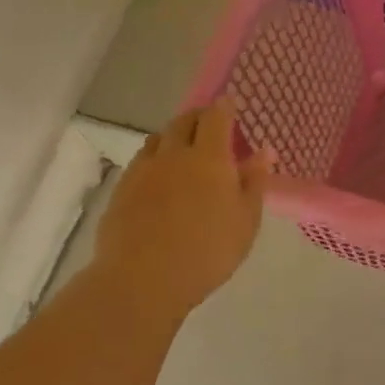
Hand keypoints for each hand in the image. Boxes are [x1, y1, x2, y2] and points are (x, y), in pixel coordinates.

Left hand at [93, 98, 269, 317]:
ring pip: (158, 139)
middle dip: (198, 117)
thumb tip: (263, 151)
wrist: (143, 279)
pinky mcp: (121, 190)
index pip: (216, 117)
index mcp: (209, 157)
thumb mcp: (245, 221)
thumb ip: (254, 182)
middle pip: (183, 121)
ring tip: (183, 149)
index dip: (224, 107)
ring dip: (173, 136)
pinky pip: (140, 162)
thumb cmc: (207, 251)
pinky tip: (159, 179)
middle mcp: (173, 154)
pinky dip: (154, 159)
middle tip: (210, 126)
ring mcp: (142, 171)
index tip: (230, 105)